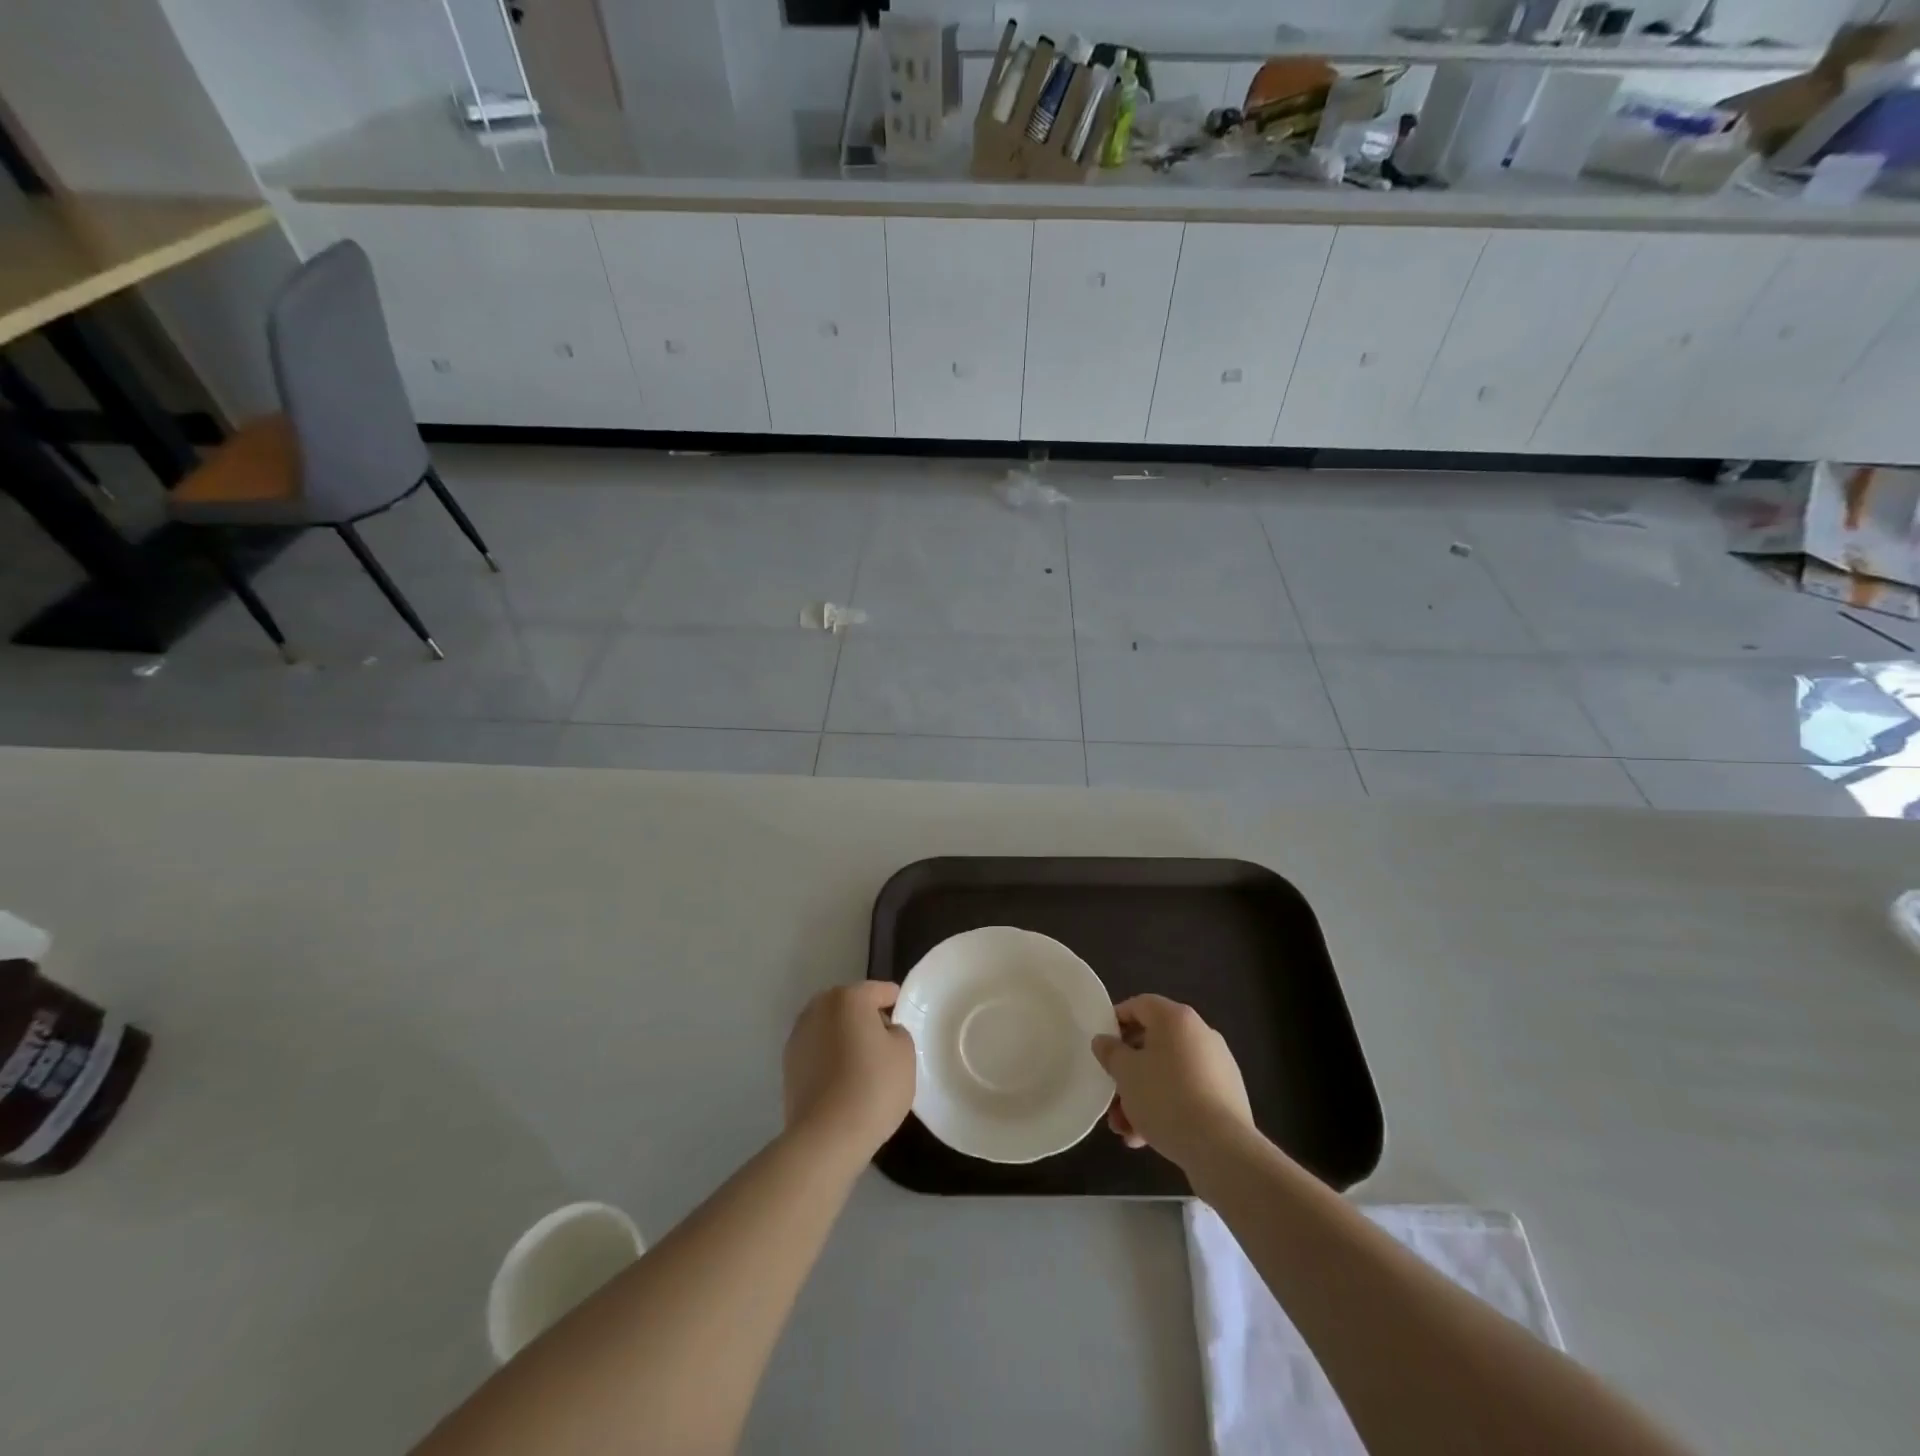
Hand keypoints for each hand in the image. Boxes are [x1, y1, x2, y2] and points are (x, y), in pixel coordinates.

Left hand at [783, 982, 915, 1159]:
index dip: (896, 1004)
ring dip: (845, 1038)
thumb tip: (882, 1032)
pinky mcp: (788, 1063)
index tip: (905, 1024)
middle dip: (867, 1019)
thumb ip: (897, 1031)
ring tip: (862, 1066)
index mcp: (849, 997)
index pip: (880, 991)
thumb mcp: (905, 1053)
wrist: (826, 1136)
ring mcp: (799, 1035)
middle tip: (885, 1046)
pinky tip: (842, 1082)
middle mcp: (819, 1007)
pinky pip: (818, 1050)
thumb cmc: (873, 1087)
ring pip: (831, 1027)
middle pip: (851, 1005)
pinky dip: (830, 1057)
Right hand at [1091, 995, 1253, 1171]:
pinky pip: (1187, 1093)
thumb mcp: (1126, 1073)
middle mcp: (1200, 1034)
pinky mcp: (1227, 1096)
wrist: (1222, 1149)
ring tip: (1124, 1128)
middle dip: (1128, 1071)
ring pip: (1168, 1073)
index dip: (1115, 1021)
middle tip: (1111, 1094)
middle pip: (1153, 1043)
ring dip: (1143, 1096)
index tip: (1101, 1046)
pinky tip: (1147, 1138)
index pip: (1139, 1005)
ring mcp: (1218, 1066)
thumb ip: (1110, 1052)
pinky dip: (1166, 1107)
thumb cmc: (1166, 1098)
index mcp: (1176, 1019)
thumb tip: (1104, 1041)